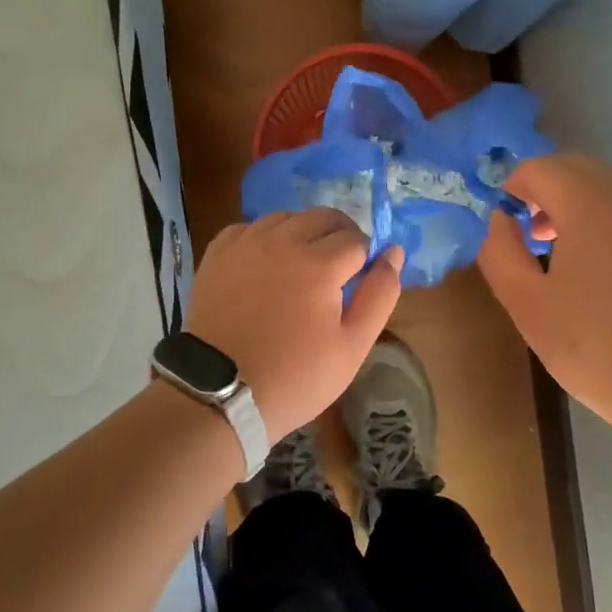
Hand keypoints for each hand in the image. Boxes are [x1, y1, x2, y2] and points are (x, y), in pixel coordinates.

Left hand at [187, 209, 404, 439]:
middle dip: (340, 237)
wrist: (219, 394)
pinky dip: (266, 237)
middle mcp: (282, 241)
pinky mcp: (218, 253)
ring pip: (287, 217)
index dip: (365, 259)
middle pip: (324, 217)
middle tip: (337, 271)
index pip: (357, 239)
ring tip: (302, 268)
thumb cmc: (295, 377)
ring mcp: (246, 243)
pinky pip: (251, 227)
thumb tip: (393, 252)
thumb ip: (380, 294)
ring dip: (303, 233)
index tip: (358, 284)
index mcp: (320, 264)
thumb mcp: (353, 346)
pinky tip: (266, 263)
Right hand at [477, 152, 611, 442]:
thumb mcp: (527, 305)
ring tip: (563, 254)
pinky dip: (608, 221)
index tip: (505, 222)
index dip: (513, 186)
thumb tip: (499, 220)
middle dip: (545, 187)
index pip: (541, 167)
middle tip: (529, 232)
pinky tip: (604, 274)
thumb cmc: (595, 347)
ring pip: (610, 187)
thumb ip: (500, 252)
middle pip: (578, 166)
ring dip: (577, 203)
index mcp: (590, 207)